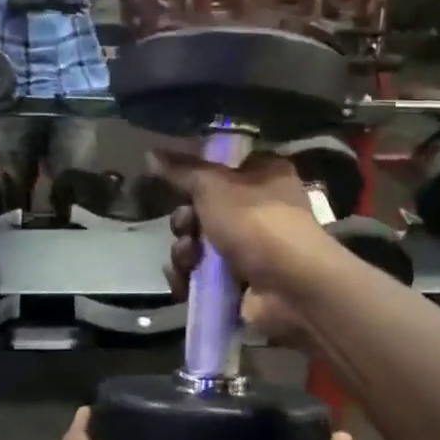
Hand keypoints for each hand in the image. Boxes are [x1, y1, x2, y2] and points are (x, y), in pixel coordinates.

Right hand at [151, 151, 336, 343]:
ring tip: (188, 259)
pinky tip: (184, 283)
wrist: (289, 286)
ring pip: (199, 244)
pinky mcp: (241, 283)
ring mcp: (251, 248)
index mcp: (264, 175)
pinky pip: (202, 276)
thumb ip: (181, 171)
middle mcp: (260, 209)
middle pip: (204, 209)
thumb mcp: (213, 186)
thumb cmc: (255, 221)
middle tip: (186, 226)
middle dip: (186, 222)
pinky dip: (189, 278)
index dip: (197, 177)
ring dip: (184, 252)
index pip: (224, 168)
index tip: (177, 184)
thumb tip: (150, 153)